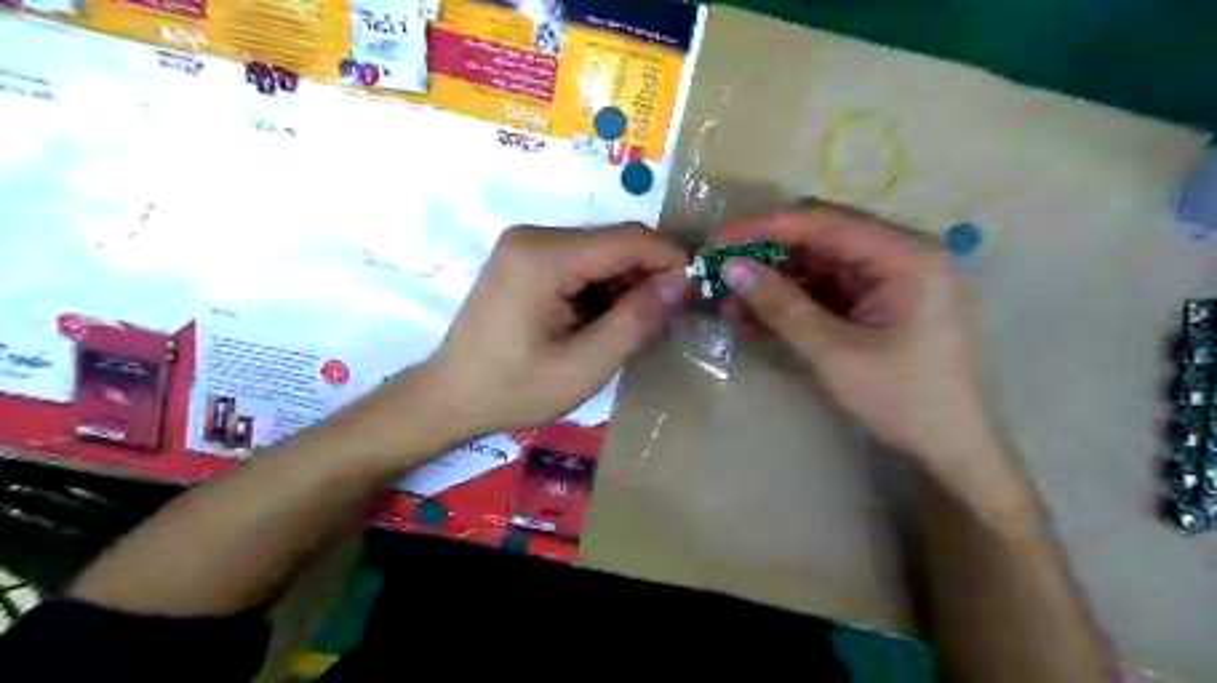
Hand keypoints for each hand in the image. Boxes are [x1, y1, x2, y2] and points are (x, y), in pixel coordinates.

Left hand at [420, 224, 683, 436]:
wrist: (449, 397)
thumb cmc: (513, 389)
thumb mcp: (583, 367)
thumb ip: (636, 322)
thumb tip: (682, 284)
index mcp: (544, 256)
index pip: (629, 239)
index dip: (671, 261)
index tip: (697, 293)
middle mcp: (535, 236)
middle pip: (614, 243)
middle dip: (648, 276)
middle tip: (669, 320)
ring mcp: (526, 246)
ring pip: (601, 253)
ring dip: (626, 286)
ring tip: (637, 328)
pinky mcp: (525, 260)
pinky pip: (580, 263)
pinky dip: (602, 289)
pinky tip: (605, 322)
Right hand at [715, 205, 1003, 483]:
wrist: (948, 450)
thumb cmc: (903, 399)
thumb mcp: (835, 352)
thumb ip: (783, 306)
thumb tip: (732, 269)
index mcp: (907, 257)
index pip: (826, 224)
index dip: (767, 228)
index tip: (721, 240)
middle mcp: (899, 259)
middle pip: (820, 244)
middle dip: (765, 260)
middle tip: (718, 273)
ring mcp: (887, 283)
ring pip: (816, 271)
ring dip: (772, 286)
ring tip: (728, 304)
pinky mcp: (875, 306)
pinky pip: (824, 295)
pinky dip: (790, 306)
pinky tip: (753, 320)